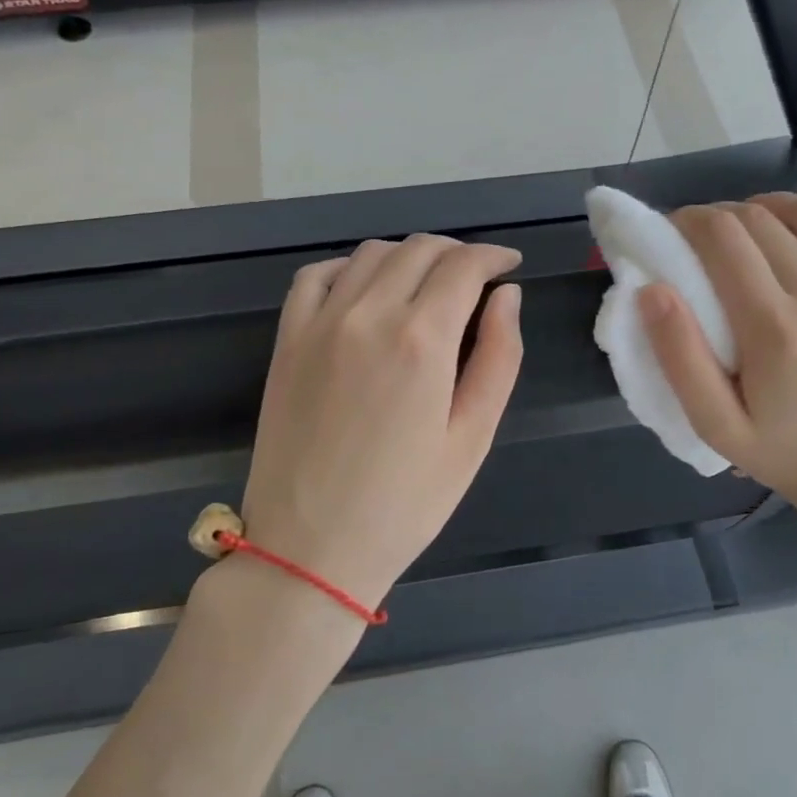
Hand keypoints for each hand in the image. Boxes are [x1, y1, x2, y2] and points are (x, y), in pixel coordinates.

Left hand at [237, 235, 523, 610]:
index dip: (494, 256)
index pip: (464, 265)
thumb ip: (499, 357)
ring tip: (427, 283)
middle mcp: (369, 314)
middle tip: (476, 277)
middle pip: (419, 249)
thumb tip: (507, 296)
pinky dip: (349, 267)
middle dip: (457, 252)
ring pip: (372, 253)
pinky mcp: (287, 339)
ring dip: (409, 255)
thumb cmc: (405, 503)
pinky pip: (317, 276)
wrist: (310, 548)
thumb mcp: (473, 437)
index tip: (509, 265)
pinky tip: (366, 287)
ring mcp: (320, 323)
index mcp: (422, 340)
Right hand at [639, 194, 796, 525]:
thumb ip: (678, 356)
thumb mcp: (713, 423)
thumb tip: (652, 289)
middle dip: (721, 216)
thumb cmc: (780, 452)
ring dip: (769, 208)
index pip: (724, 239)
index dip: (690, 221)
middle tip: (704, 237)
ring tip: (750, 228)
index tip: (673, 230)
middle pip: (762, 220)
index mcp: (777, 333)